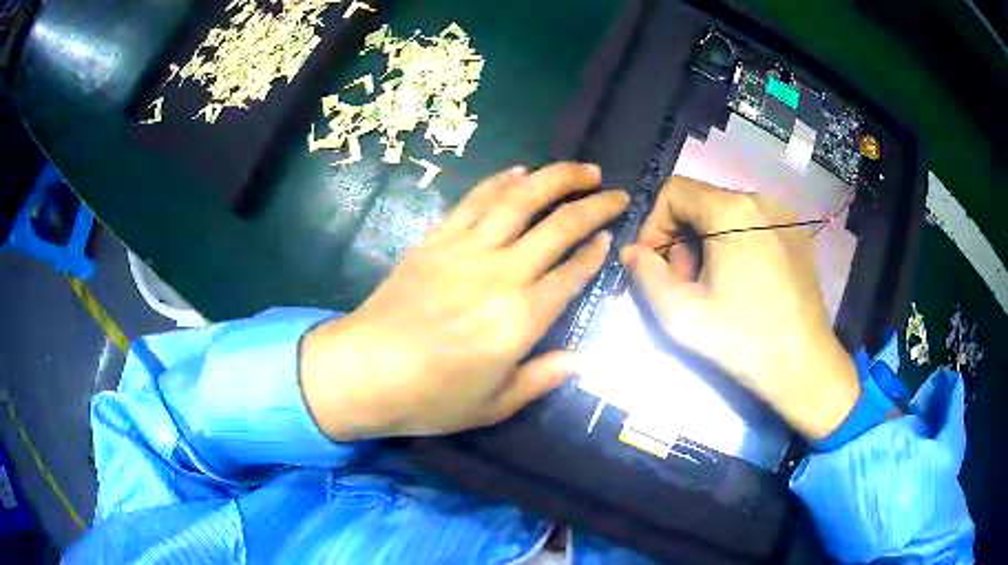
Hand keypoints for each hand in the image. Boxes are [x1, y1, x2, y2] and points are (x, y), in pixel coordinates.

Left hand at [302, 163, 628, 439]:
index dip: (596, 253)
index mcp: (521, 318)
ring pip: (520, 199)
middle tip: (616, 193)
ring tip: (582, 169)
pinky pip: (475, 200)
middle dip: (594, 205)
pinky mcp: (436, 239)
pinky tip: (520, 171)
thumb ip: (543, 378)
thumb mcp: (495, 404)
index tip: (611, 238)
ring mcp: (466, 249)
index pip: (572, 274)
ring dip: (555, 178)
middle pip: (558, 226)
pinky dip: (501, 181)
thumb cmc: (431, 397)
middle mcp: (501, 273)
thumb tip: (584, 360)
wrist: (364, 371)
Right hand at [620, 176, 858, 439]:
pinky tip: (740, 283)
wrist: (805, 365)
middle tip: (684, 284)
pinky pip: (752, 225)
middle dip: (681, 239)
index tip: (655, 265)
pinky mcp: (796, 234)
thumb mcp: (682, 315)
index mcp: (731, 211)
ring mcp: (783, 215)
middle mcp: (759, 200)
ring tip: (712, 287)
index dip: (654, 224)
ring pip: (726, 214)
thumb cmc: (743, 340)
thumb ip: (645, 275)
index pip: (674, 190)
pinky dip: (734, 245)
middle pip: (701, 202)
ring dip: (706, 244)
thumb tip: (631, 251)